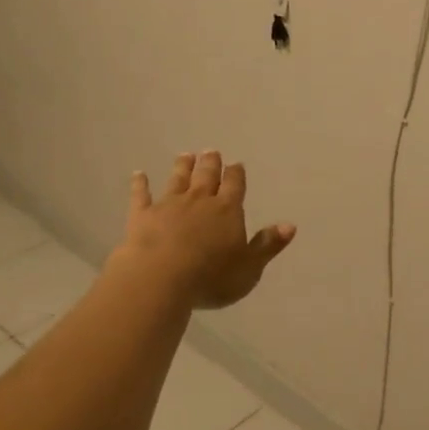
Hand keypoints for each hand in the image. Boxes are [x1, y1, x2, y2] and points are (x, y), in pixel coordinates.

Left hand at [114, 151, 296, 309]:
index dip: (236, 174)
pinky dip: (140, 184)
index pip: (235, 186)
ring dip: (183, 167)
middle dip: (210, 163)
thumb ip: (267, 245)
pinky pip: (141, 195)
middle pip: (206, 176)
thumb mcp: (249, 267)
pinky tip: (138, 174)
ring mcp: (169, 205)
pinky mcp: (142, 216)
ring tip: (186, 155)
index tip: (236, 164)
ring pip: (178, 180)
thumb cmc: (211, 277)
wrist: (160, 278)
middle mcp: (199, 201)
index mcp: (227, 210)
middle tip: (211, 151)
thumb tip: (290, 225)